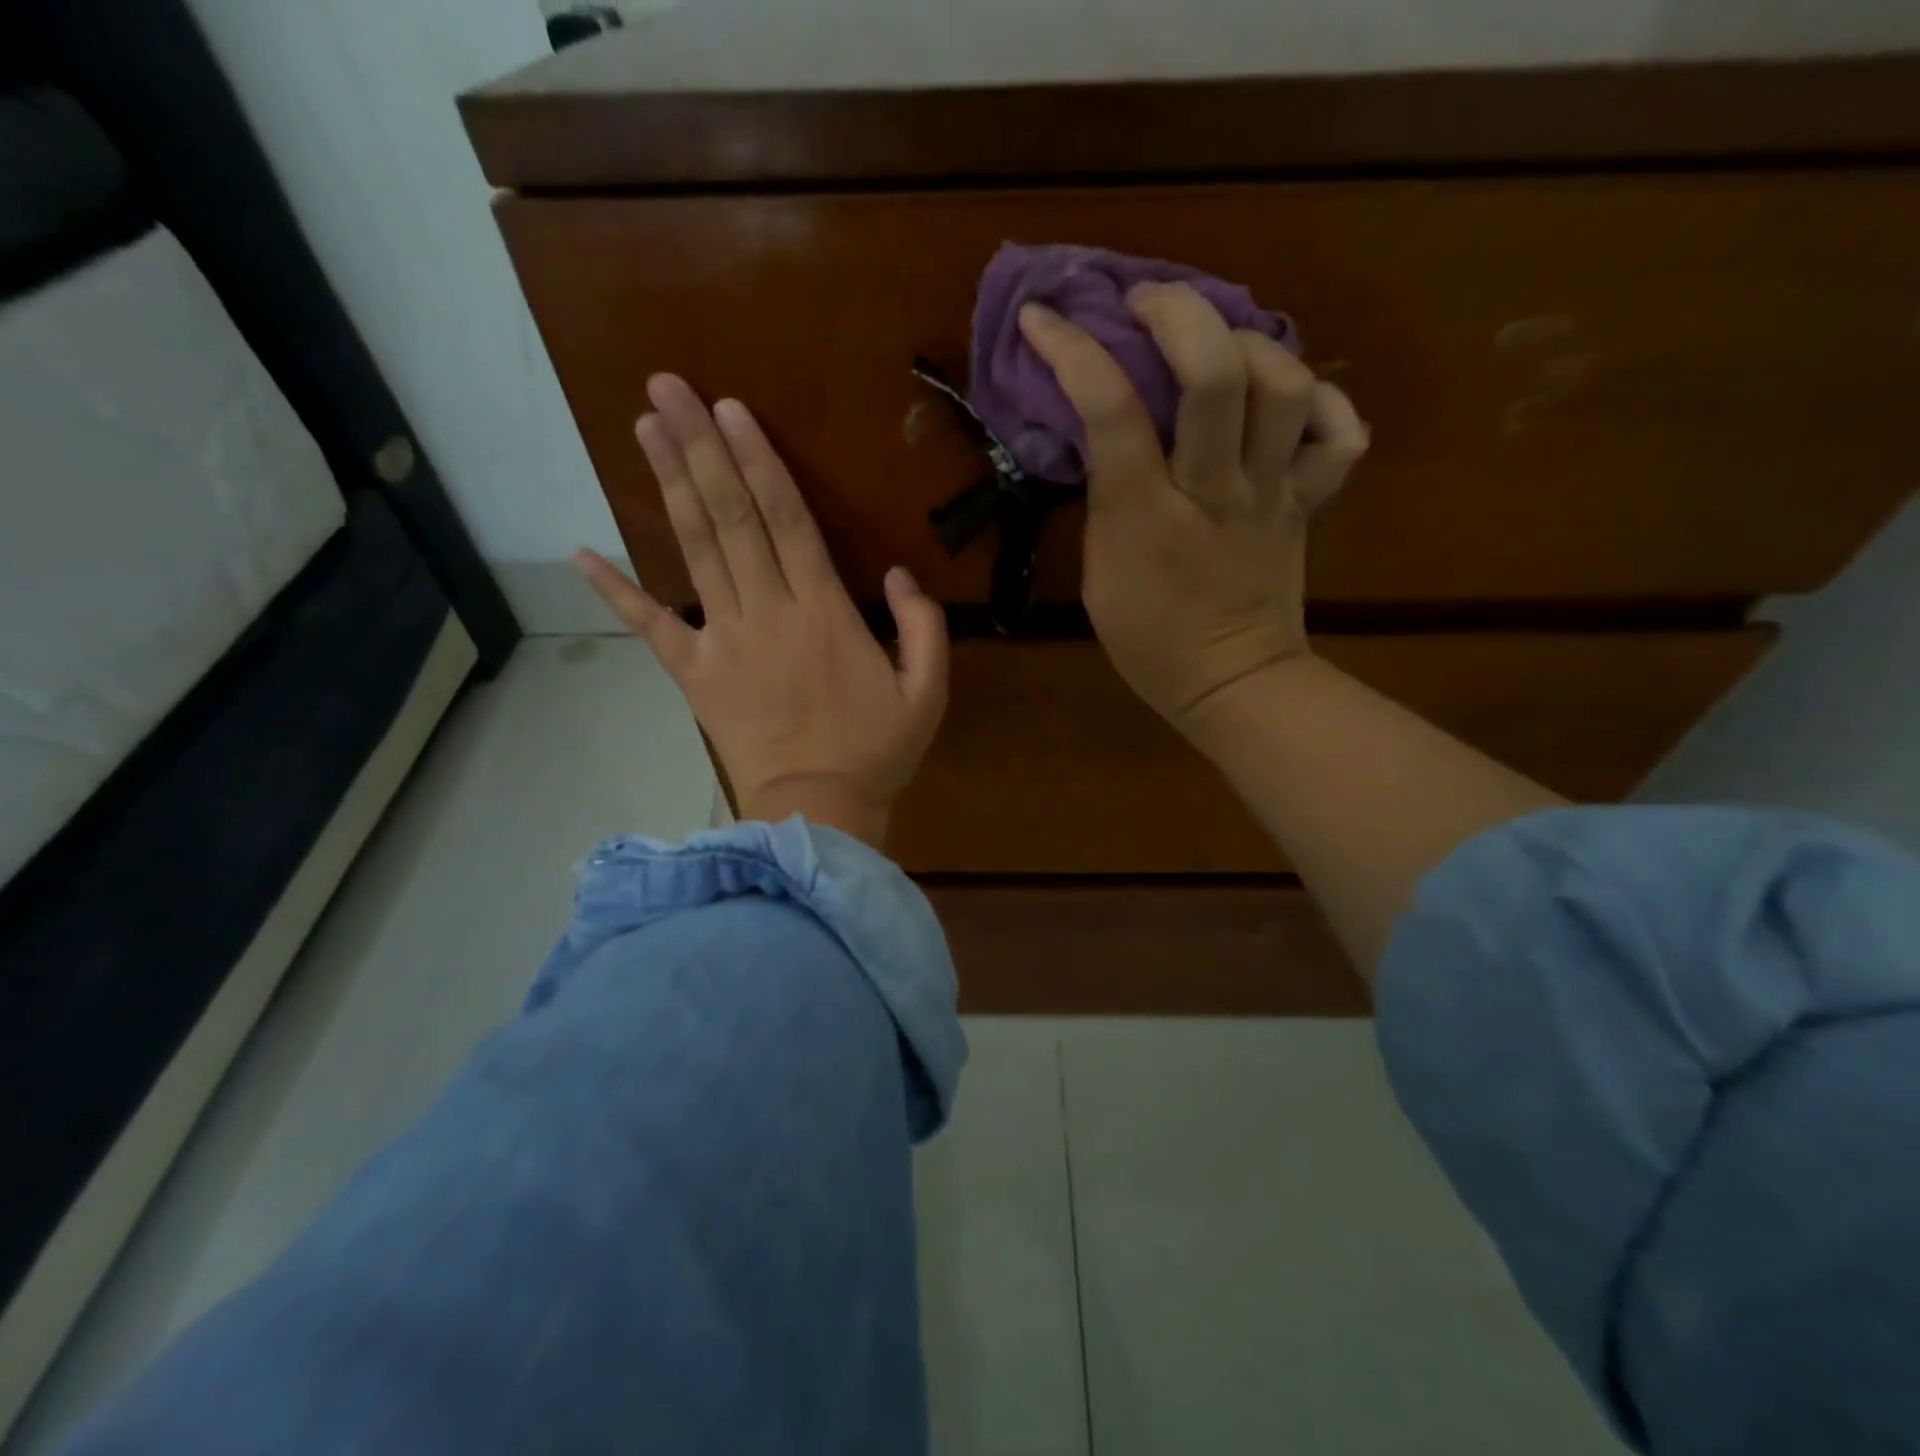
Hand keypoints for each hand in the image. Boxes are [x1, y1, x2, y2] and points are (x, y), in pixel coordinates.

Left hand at [576, 374, 948, 849]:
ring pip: (695, 551)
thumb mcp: (928, 692)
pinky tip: (581, 554)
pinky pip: (652, 627)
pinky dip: (616, 591)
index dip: (757, 460)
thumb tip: (900, 574)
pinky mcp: (694, 675)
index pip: (785, 519)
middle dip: (700, 449)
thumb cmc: (876, 752)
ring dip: (670, 487)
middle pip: (729, 517)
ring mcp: (723, 641)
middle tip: (667, 387)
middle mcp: (767, 611)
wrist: (817, 813)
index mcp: (823, 611)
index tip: (729, 409)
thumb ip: (924, 626)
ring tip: (645, 427)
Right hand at [1018, 283, 1367, 738]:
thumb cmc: (1149, 641)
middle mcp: (1215, 491)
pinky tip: (1291, 399)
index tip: (1045, 317)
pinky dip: (1324, 402)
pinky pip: (1339, 436)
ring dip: (1248, 344)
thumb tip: (1103, 436)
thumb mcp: (1098, 575)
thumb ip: (1103, 501)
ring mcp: (1272, 494)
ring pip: (1284, 387)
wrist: (1233, 683)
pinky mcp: (1308, 503)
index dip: (1074, 351)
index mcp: (1146, 517)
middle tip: (1147, 303)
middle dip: (1178, 313)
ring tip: (1218, 343)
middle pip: (1216, 374)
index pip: (1111, 411)